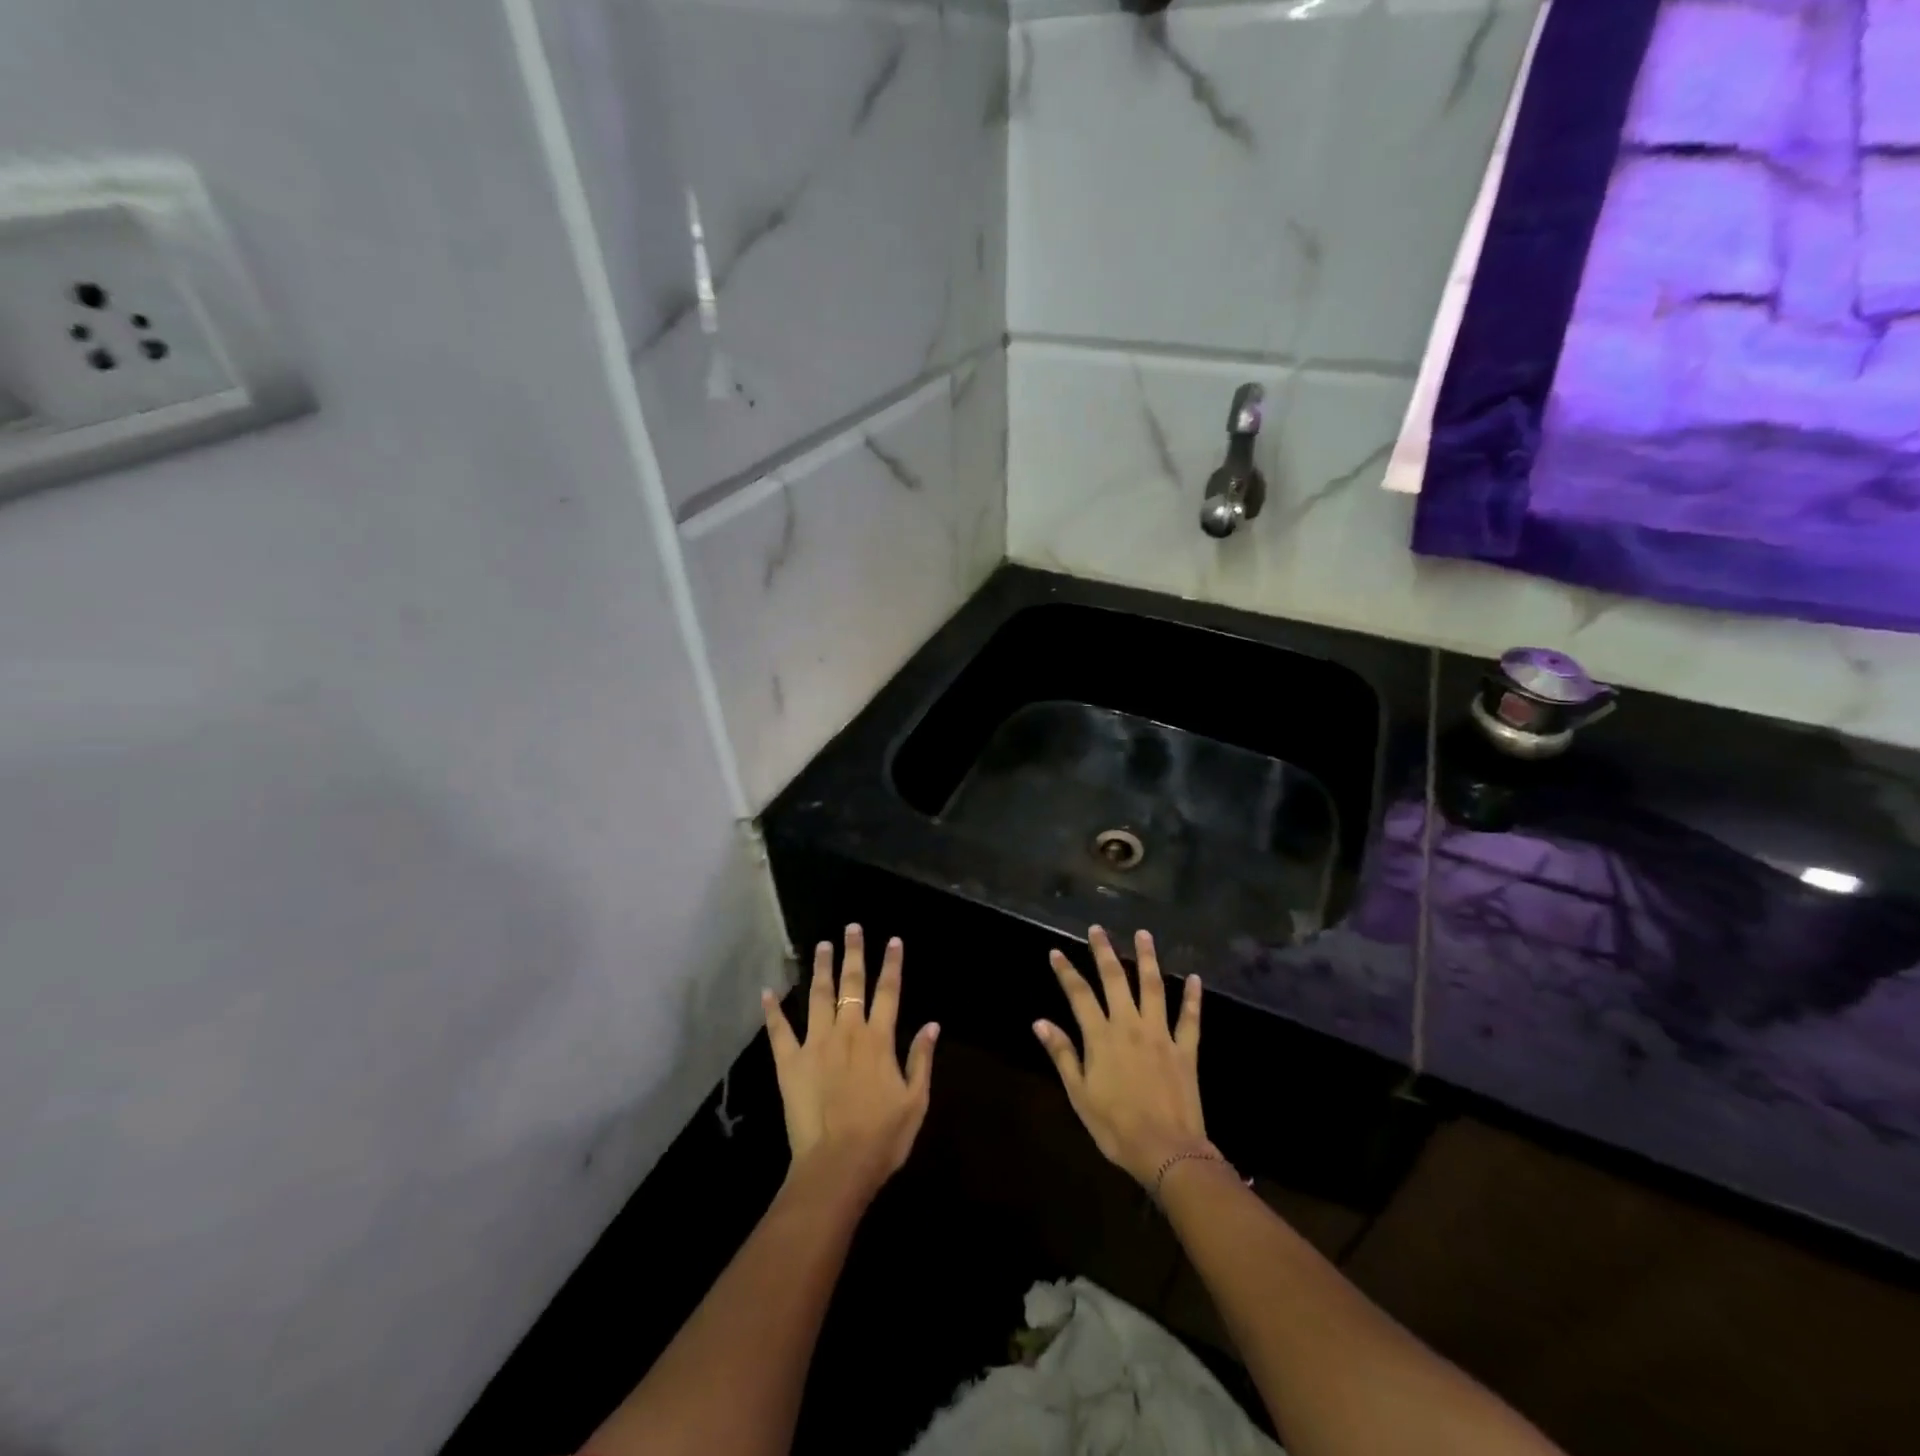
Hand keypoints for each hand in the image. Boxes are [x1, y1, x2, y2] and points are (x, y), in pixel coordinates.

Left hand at [762, 925, 938, 1198]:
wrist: (837, 1166)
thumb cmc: (882, 1137)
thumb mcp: (915, 1101)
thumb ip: (921, 1059)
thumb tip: (931, 1024)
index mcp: (879, 1040)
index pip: (888, 992)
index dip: (892, 964)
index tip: (893, 940)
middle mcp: (848, 1032)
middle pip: (852, 984)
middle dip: (853, 953)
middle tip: (852, 928)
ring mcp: (815, 1044)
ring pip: (818, 996)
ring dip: (820, 968)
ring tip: (821, 945)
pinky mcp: (790, 1063)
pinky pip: (779, 1031)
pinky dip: (772, 1011)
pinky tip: (767, 991)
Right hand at [1034, 925, 1209, 1187]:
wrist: (1166, 1151)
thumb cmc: (1115, 1126)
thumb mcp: (1079, 1094)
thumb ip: (1062, 1054)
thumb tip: (1040, 1022)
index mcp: (1101, 1037)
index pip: (1079, 994)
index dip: (1066, 971)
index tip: (1056, 951)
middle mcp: (1129, 1025)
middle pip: (1115, 979)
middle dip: (1104, 951)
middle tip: (1098, 929)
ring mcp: (1160, 1034)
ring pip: (1153, 987)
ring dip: (1147, 959)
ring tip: (1143, 934)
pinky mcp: (1185, 1049)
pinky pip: (1190, 1018)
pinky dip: (1193, 997)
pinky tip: (1195, 978)